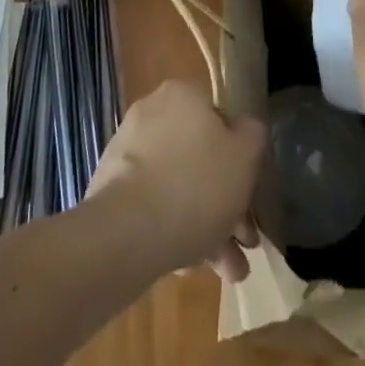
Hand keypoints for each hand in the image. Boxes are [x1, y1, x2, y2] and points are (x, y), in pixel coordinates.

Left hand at [87, 79, 265, 281]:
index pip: (219, 117)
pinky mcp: (111, 189)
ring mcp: (128, 152)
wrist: (125, 233)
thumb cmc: (195, 185)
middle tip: (244, 241)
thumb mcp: (245, 156)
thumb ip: (253, 135)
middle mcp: (152, 113)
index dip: (240, 156)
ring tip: (228, 271)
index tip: (251, 193)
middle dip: (226, 202)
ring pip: (179, 185)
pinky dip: (175, 230)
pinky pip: (153, 205)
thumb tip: (245, 130)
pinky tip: (192, 268)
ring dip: (206, 224)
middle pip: (200, 157)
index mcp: (182, 95)